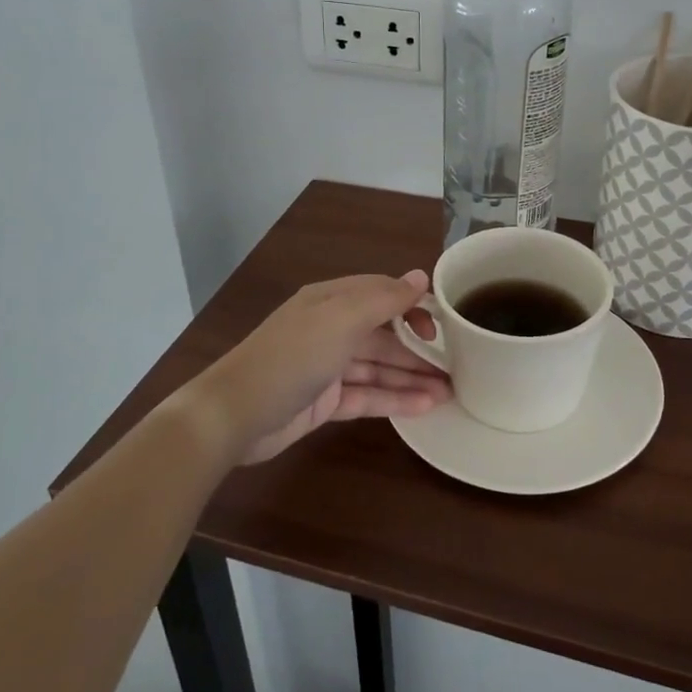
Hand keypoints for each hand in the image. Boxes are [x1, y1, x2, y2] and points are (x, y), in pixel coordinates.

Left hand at [181, 272, 449, 464]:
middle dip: (418, 347)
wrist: (234, 415)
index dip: (412, 305)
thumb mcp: (341, 320)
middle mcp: (330, 329)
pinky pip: (366, 396)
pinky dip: (393, 399)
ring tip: (450, 392)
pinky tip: (424, 407)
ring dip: (411, 377)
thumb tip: (420, 276)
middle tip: (457, 365)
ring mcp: (327, 367)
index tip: (440, 325)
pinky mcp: (324, 402)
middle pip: (383, 334)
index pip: (381, 293)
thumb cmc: (292, 357)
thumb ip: (383, 299)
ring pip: (378, 368)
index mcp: (331, 301)